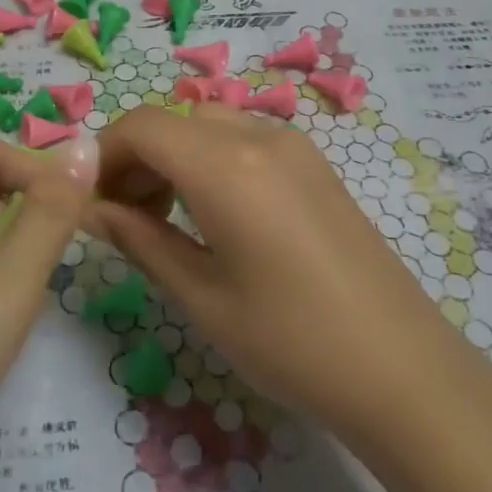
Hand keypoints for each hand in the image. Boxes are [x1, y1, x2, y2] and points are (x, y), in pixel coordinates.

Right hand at [90, 105, 460, 452]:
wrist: (403, 370)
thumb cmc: (291, 341)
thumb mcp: (201, 296)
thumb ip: (139, 240)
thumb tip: (91, 211)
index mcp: (225, 165)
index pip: (141, 126)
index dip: (103, 156)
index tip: (89, 203)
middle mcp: (259, 137)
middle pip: (174, 121)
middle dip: (137, 157)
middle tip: (123, 217)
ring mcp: (295, 147)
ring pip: (210, 126)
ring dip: (174, 157)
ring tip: (165, 219)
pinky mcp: (316, 166)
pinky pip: (245, 140)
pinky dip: (211, 160)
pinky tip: (215, 215)